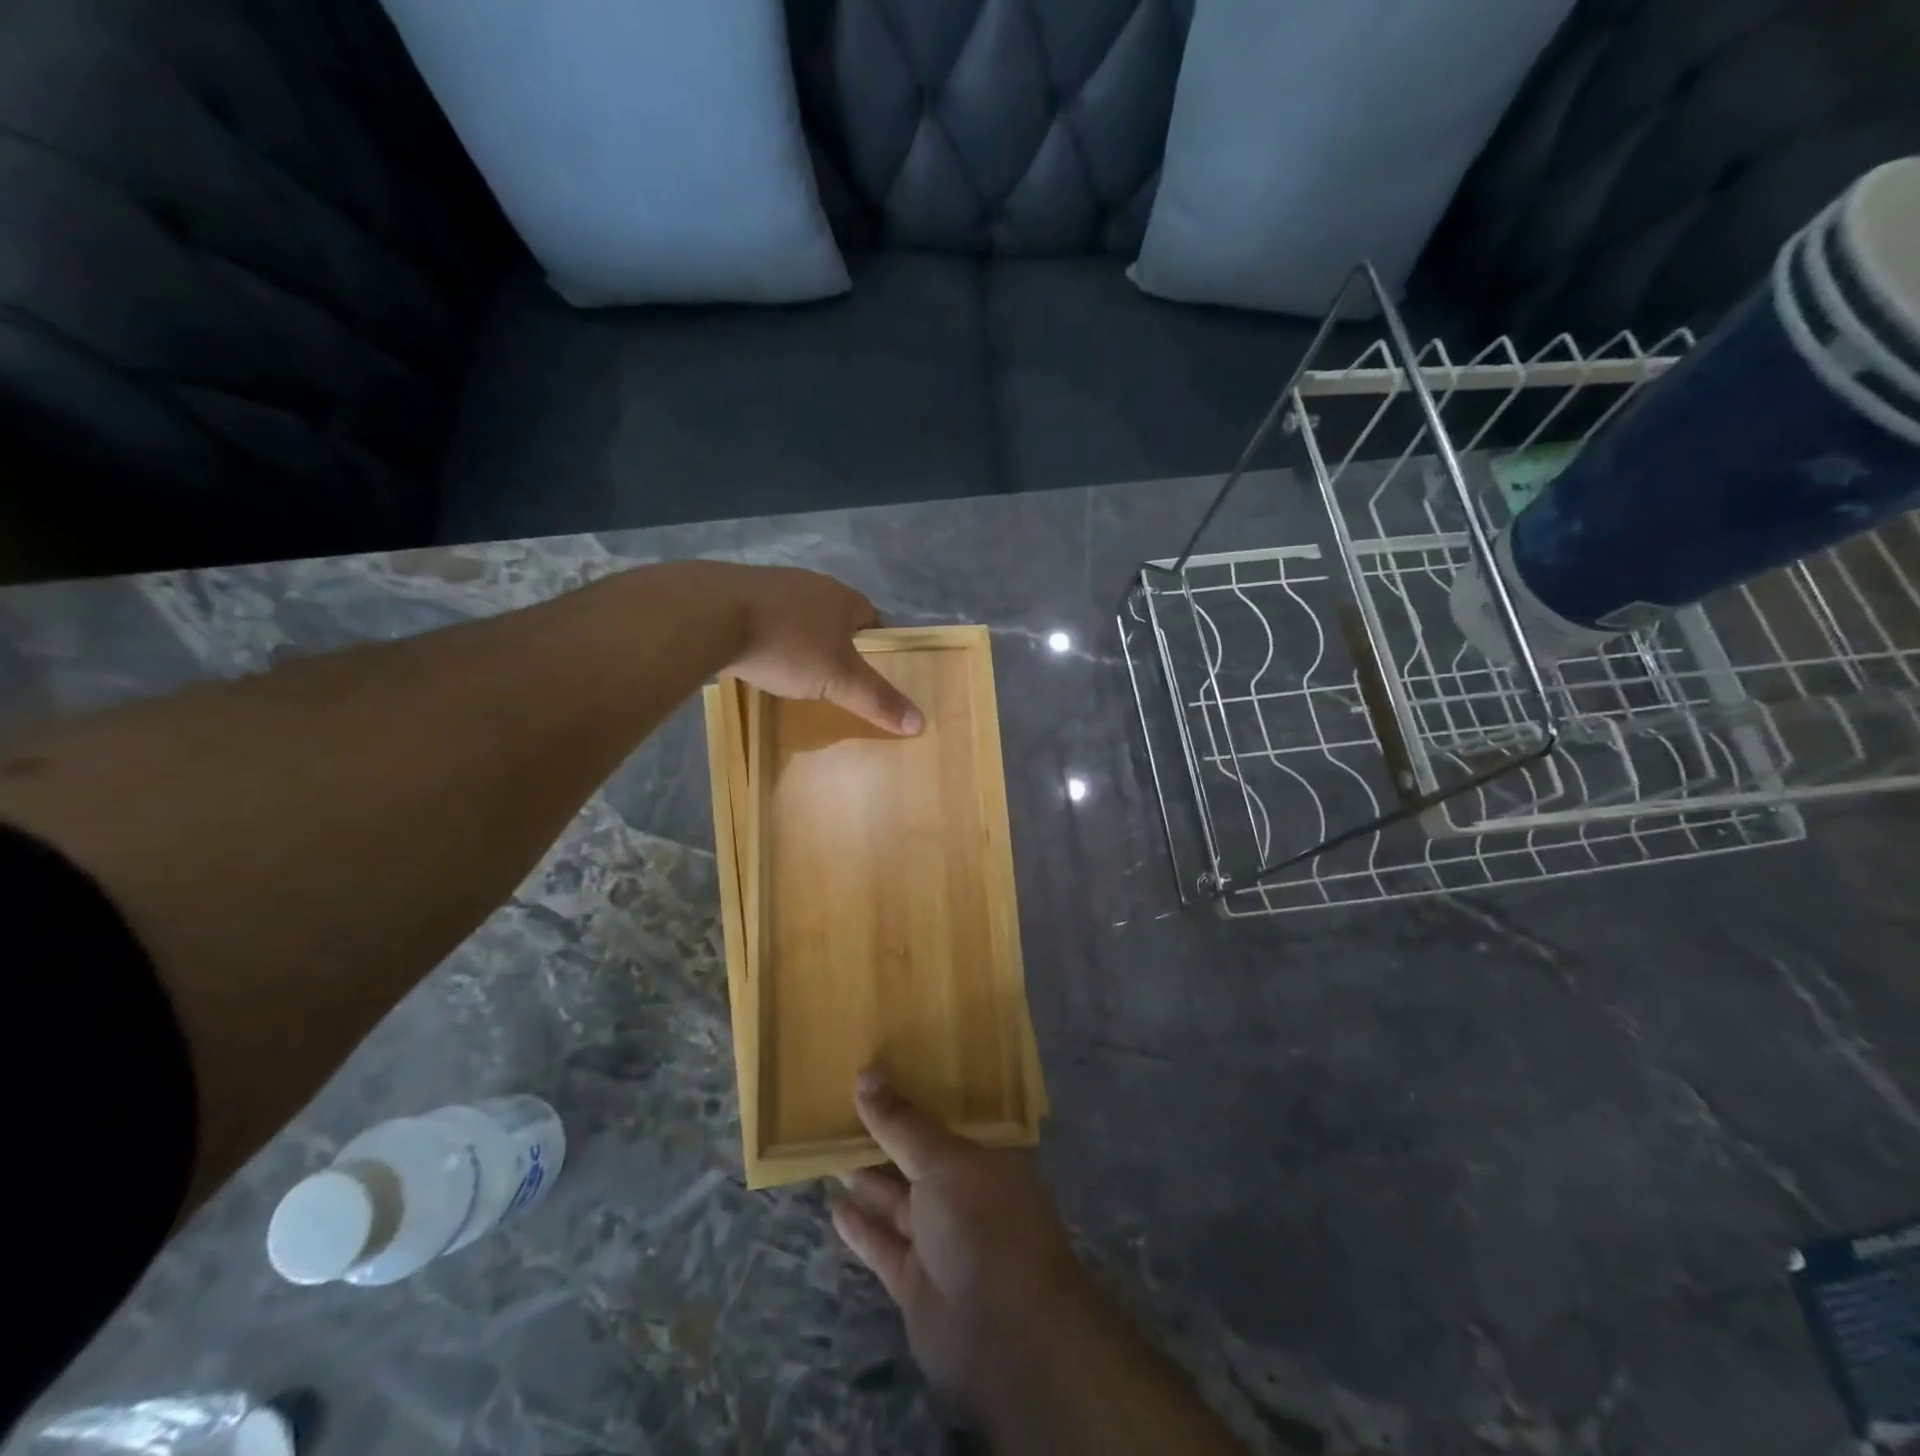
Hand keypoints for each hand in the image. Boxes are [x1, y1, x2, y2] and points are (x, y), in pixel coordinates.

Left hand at [701, 563, 922, 734]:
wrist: (710, 615)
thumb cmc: (789, 645)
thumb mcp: (839, 681)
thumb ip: (878, 700)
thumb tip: (921, 723)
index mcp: (843, 597)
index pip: (873, 619)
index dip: (876, 645)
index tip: (870, 671)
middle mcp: (811, 582)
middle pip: (834, 615)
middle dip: (836, 642)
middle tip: (834, 676)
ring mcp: (771, 583)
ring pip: (797, 613)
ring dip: (799, 636)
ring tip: (795, 668)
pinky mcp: (735, 591)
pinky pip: (763, 615)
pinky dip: (766, 634)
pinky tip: (757, 654)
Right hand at [830, 1069, 1095, 1416]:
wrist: (1008, 1337)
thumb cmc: (984, 1226)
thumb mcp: (942, 1163)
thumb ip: (901, 1124)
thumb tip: (865, 1073)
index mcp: (984, 1158)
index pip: (945, 1120)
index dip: (913, 1098)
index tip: (878, 1074)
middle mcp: (965, 1195)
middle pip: (918, 1160)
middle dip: (885, 1139)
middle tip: (841, 1109)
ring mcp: (942, 1241)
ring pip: (898, 1202)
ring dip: (868, 1181)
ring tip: (831, 1150)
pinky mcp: (917, 1283)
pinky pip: (884, 1246)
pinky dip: (861, 1228)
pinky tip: (835, 1206)